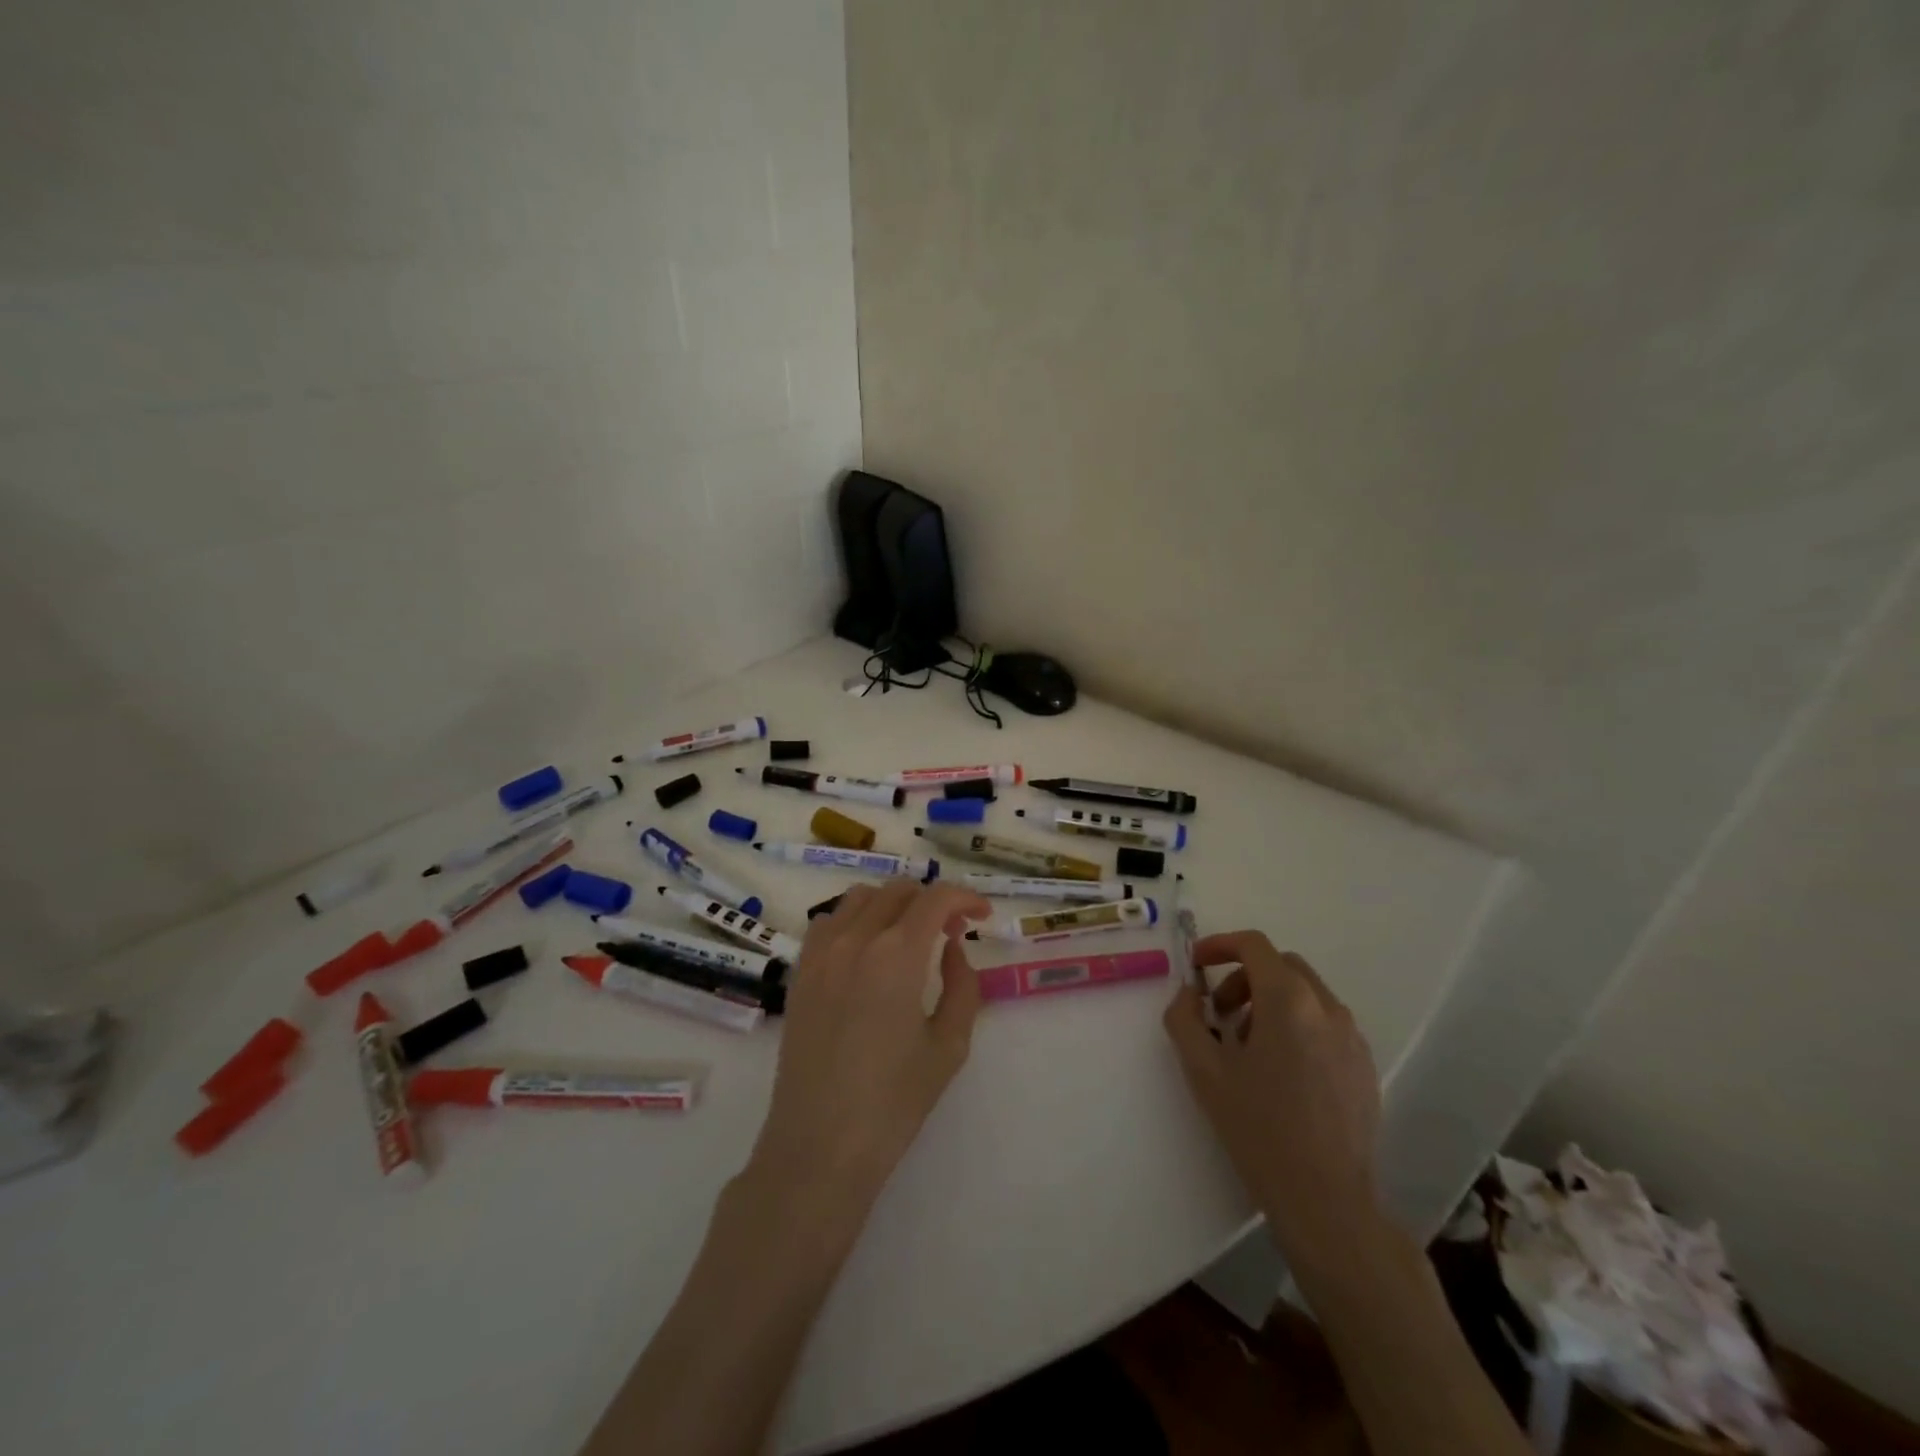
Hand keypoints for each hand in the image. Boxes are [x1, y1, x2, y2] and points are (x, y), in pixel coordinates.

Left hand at [745, 881, 990, 1220]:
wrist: (819, 1146)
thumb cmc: (893, 1102)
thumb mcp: (949, 1046)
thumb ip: (962, 986)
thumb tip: (951, 948)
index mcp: (896, 955)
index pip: (935, 898)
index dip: (965, 898)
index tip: (982, 915)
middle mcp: (855, 939)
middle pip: (899, 891)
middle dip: (932, 901)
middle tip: (952, 931)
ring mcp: (820, 953)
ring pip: (861, 898)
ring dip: (894, 904)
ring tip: (910, 935)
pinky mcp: (800, 972)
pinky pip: (830, 921)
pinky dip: (856, 919)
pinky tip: (868, 950)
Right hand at [1163, 932, 1382, 1264]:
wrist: (1326, 1200)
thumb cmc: (1258, 1128)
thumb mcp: (1203, 1069)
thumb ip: (1185, 1017)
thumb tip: (1191, 992)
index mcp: (1288, 1000)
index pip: (1254, 945)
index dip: (1219, 945)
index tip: (1196, 965)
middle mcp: (1327, 1007)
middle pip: (1281, 966)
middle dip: (1244, 977)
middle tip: (1221, 1012)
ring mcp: (1352, 1037)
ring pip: (1305, 994)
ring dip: (1270, 1001)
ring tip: (1248, 1047)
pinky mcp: (1364, 1065)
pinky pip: (1325, 1024)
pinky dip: (1296, 1025)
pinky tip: (1281, 1071)